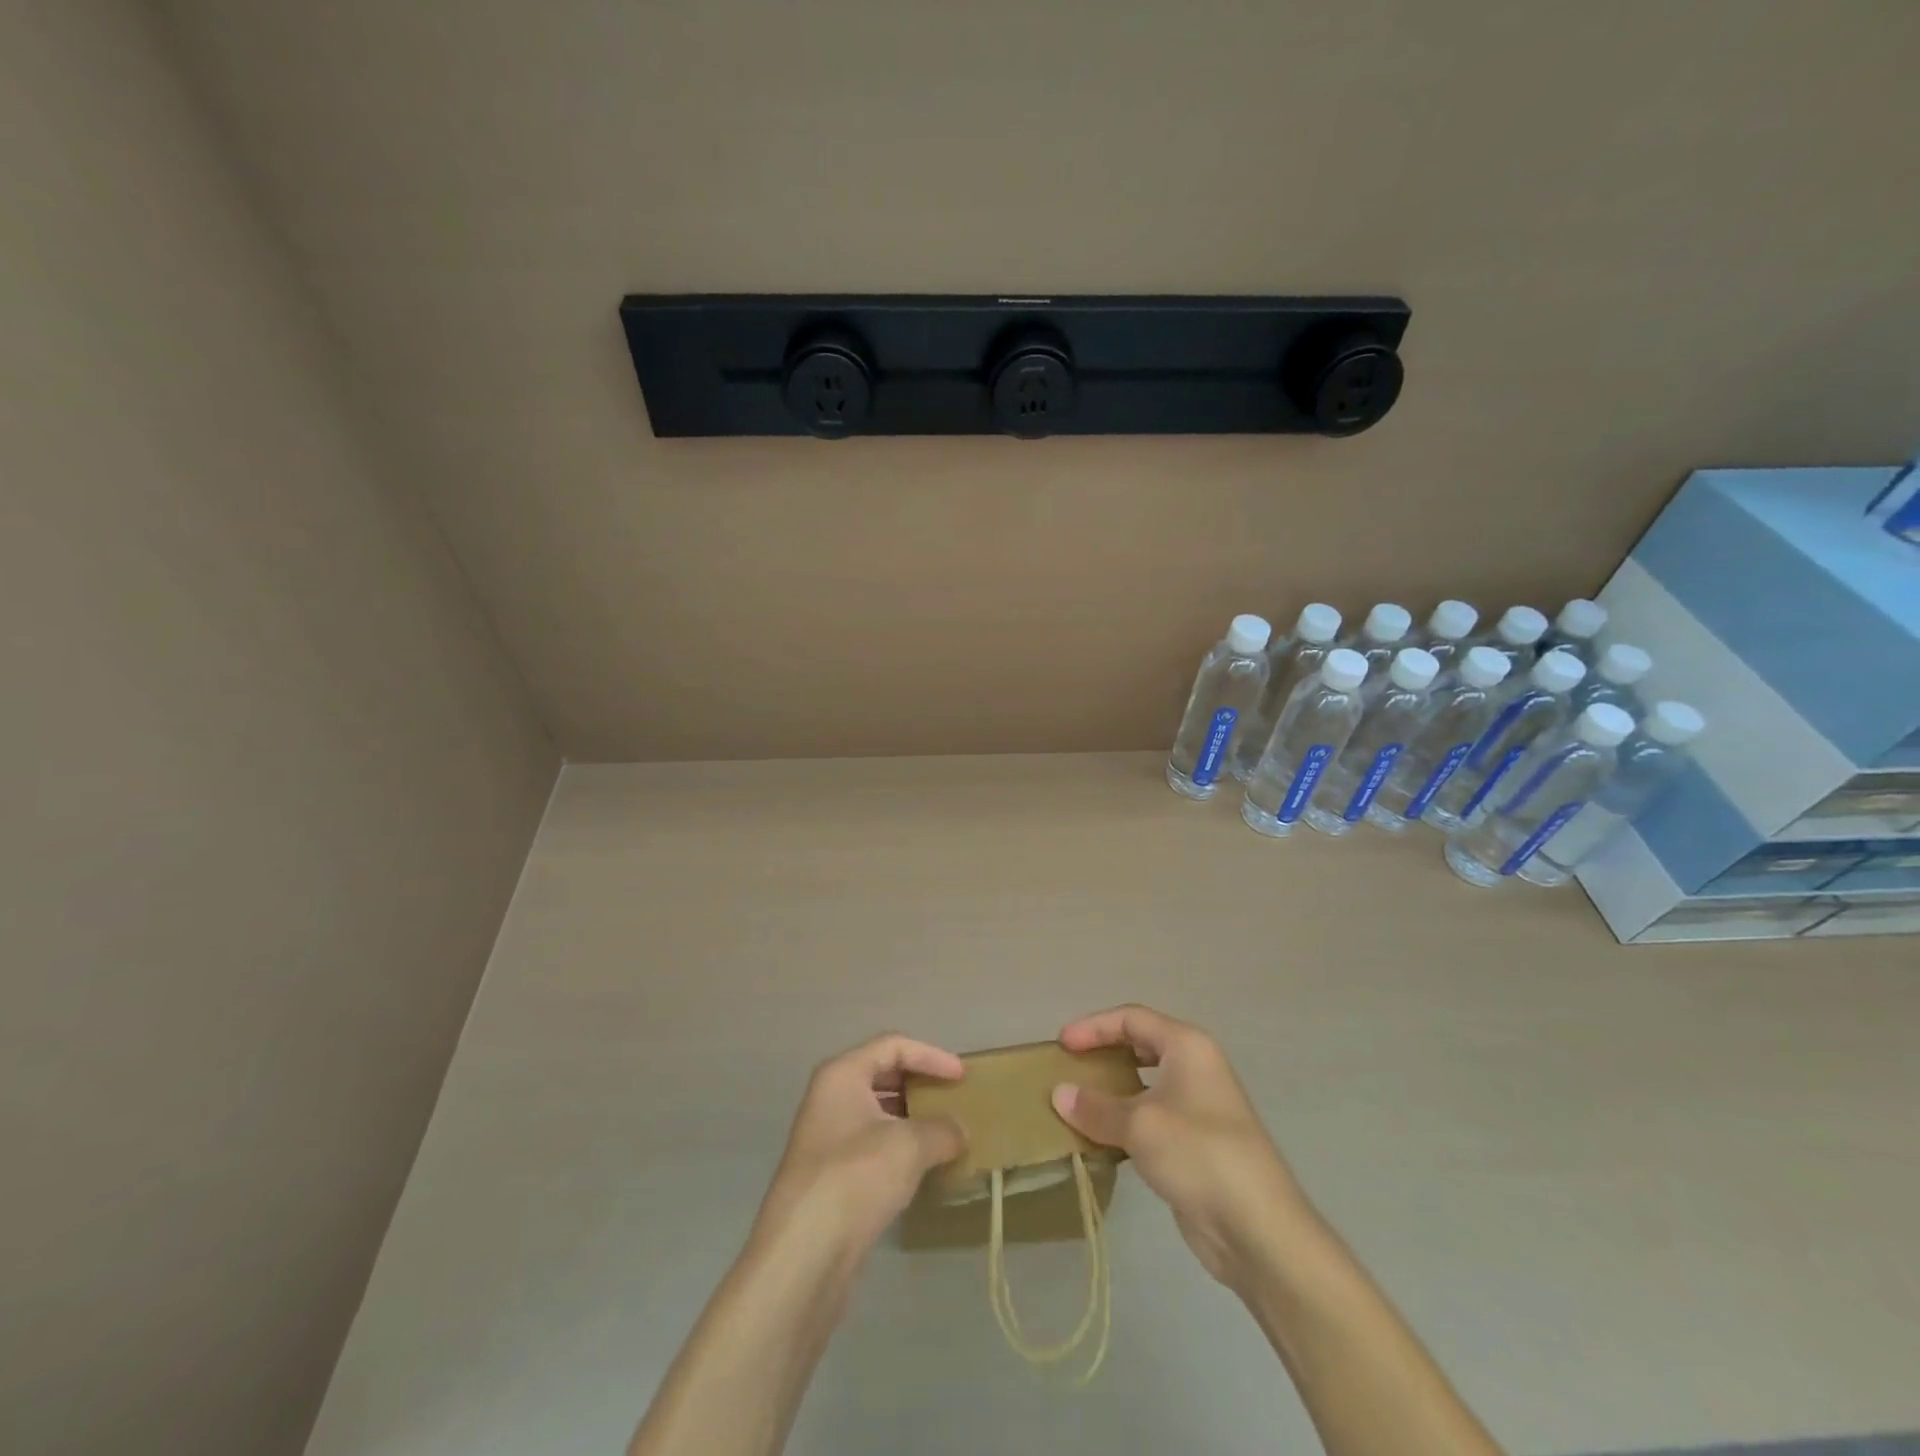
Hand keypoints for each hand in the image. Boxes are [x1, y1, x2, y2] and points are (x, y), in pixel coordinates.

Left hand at [754, 1034, 966, 1267]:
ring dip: (911, 1120)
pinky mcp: (830, 1177)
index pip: (893, 1046)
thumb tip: (960, 1130)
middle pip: (883, 1075)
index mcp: (842, 1075)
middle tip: (953, 1101)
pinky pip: (872, 1146)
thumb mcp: (910, 1146)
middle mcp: (830, 1098)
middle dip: (920, 1086)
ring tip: (945, 1135)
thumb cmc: (856, 1178)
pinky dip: (899, 1150)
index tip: (962, 1078)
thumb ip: (942, 1129)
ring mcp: (826, 1138)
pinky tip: (922, 1170)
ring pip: (877, 1114)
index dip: (931, 1056)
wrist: (803, 1256)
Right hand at [1051, 1004, 1307, 1289]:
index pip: (1131, 1018)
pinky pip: (1150, 1118)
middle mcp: (1195, 1067)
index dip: (1094, 1027)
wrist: (1258, 1228)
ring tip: (1076, 1102)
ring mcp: (1198, 1107)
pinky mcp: (1194, 1144)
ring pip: (1145, 1084)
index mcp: (1187, 1046)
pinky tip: (1100, 1137)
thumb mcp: (1140, 1125)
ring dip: (1111, 1090)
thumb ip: (1096, 1107)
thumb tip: (1058, 1093)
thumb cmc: (1199, 1154)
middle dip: (1103, 1053)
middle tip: (1070, 1067)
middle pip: (1140, 1045)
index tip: (1062, 1045)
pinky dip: (1123, 1121)